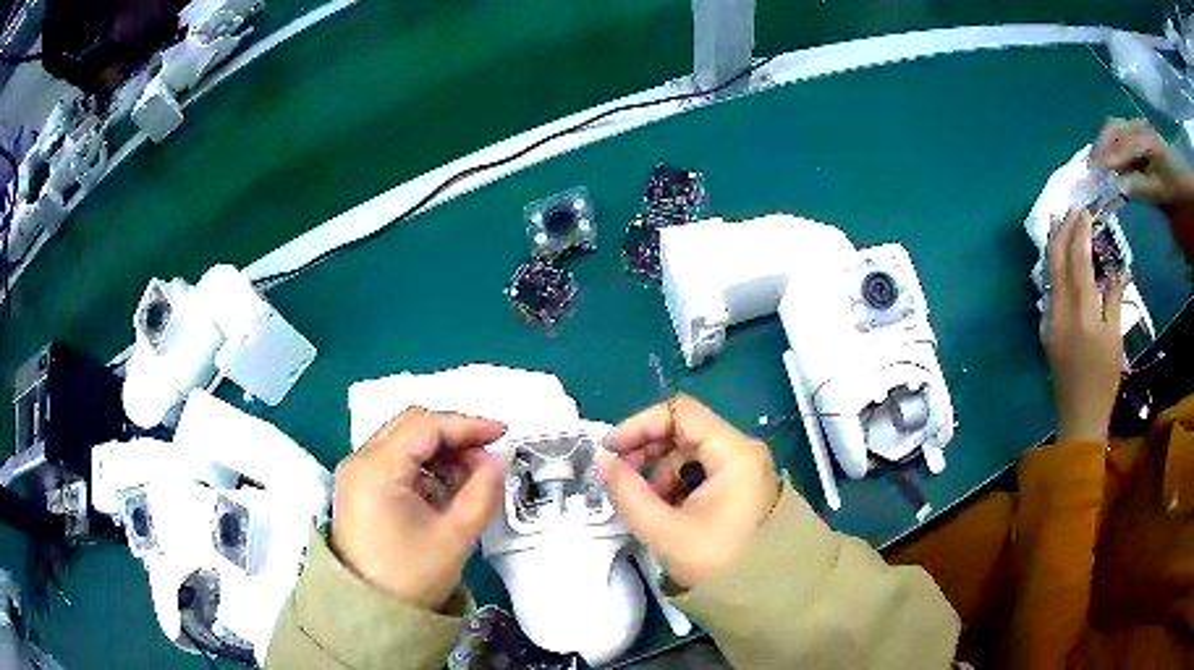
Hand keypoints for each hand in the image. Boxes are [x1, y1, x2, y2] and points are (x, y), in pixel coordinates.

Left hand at [330, 406, 505, 610]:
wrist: (370, 611)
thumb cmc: (411, 576)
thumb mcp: (455, 535)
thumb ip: (482, 491)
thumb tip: (497, 460)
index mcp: (377, 468)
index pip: (426, 426)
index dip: (468, 425)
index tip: (502, 433)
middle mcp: (360, 460)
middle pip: (412, 426)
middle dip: (453, 436)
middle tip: (486, 458)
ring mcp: (355, 473)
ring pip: (403, 441)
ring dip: (439, 452)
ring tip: (470, 479)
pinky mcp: (358, 488)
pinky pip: (395, 461)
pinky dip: (423, 467)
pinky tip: (445, 490)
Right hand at [597, 396, 778, 588]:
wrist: (764, 598)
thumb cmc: (716, 562)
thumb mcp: (664, 529)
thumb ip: (627, 491)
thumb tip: (603, 461)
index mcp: (733, 453)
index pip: (680, 413)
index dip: (640, 425)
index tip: (611, 451)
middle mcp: (742, 452)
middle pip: (684, 432)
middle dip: (647, 453)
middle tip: (621, 480)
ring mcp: (743, 471)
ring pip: (690, 455)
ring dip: (660, 474)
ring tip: (646, 507)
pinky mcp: (740, 489)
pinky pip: (700, 475)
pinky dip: (676, 487)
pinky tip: (665, 513)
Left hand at [1044, 211, 1124, 442]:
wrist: (1078, 417)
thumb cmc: (1104, 380)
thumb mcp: (1115, 337)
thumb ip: (1114, 298)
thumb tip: (1115, 269)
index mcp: (1082, 309)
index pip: (1078, 257)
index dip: (1080, 231)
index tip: (1084, 211)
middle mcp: (1061, 308)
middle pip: (1057, 257)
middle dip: (1063, 229)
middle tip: (1070, 210)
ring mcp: (1050, 318)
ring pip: (1049, 270)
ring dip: (1055, 243)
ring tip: (1061, 222)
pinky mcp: (1046, 329)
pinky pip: (1048, 288)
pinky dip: (1053, 266)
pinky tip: (1059, 256)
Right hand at [1090, 118, 1193, 205]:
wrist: (1184, 188)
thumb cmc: (1174, 189)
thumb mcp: (1159, 191)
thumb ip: (1138, 185)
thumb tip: (1116, 184)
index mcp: (1143, 137)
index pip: (1120, 143)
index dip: (1106, 157)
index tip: (1092, 174)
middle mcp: (1137, 126)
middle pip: (1113, 130)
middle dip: (1101, 147)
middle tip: (1091, 169)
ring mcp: (1138, 129)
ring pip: (1115, 131)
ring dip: (1105, 146)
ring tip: (1098, 165)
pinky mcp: (1139, 136)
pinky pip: (1121, 135)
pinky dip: (1112, 147)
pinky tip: (1111, 161)